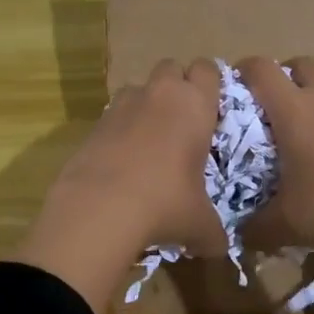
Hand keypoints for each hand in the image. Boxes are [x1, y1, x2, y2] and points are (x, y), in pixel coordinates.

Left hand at [14, 59, 227, 313]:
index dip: (211, 83)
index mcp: (195, 105)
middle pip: (171, 67)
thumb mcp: (200, 224)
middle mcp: (160, 94)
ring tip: (150, 139)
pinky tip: (123, 159)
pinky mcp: (94, 122)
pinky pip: (114, 113)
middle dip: (178, 85)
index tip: (213, 106)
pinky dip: (121, 127)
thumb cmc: (165, 205)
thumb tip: (219, 246)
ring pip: (139, 87)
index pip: (208, 69)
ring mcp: (123, 104)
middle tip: (183, 120)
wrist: (99, 209)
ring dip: (147, 103)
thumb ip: (214, 231)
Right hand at [237, 56, 313, 313]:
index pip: (261, 69)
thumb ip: (255, 225)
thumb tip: (238, 234)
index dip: (243, 70)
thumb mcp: (286, 223)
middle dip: (283, 76)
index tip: (233, 85)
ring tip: (306, 124)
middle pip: (299, 63)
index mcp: (294, 110)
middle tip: (272, 105)